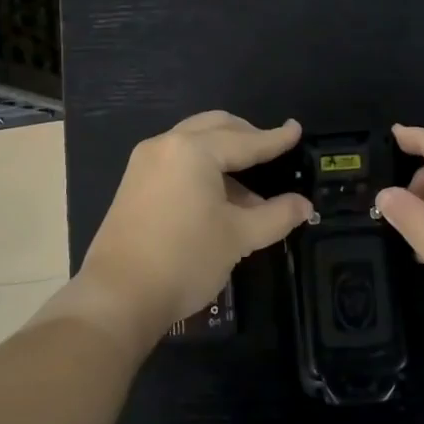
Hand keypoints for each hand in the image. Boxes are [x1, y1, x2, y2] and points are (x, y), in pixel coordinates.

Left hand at [79, 112, 313, 339]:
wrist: (118, 296)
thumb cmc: (185, 259)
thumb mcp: (239, 237)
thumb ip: (276, 215)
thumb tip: (304, 206)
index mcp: (194, 150)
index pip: (246, 141)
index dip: (275, 139)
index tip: (296, 129)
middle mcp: (167, 145)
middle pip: (215, 127)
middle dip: (246, 136)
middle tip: (272, 151)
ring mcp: (145, 162)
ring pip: (194, 142)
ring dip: (224, 154)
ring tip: (250, 187)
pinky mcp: (134, 183)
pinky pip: (177, 160)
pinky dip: (202, 167)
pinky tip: (219, 197)